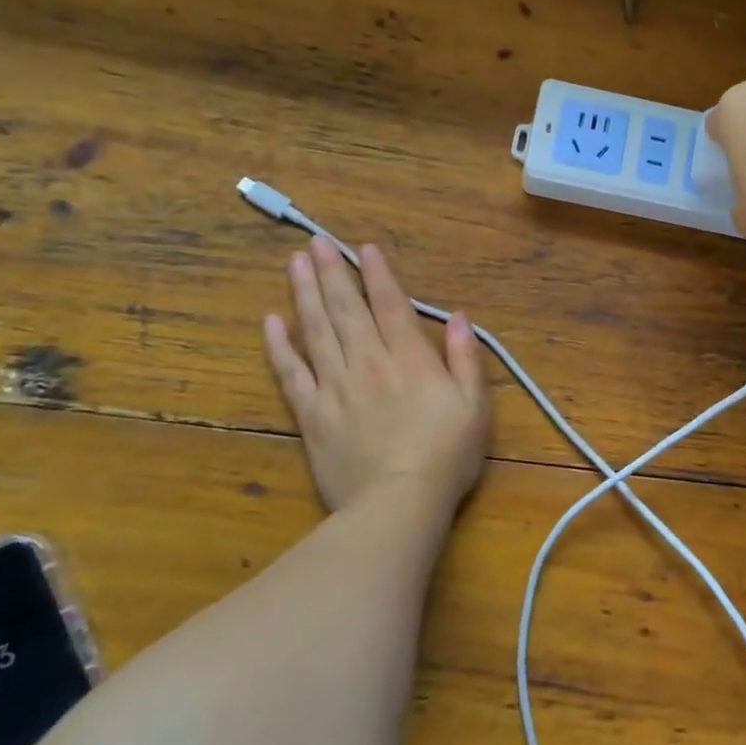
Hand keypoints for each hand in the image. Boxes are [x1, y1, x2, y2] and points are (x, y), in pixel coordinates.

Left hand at [263, 237, 490, 517]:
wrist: (398, 504)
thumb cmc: (446, 455)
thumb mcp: (474, 405)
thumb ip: (465, 357)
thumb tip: (458, 317)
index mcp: (409, 358)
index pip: (390, 305)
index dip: (377, 274)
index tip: (363, 248)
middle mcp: (368, 362)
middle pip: (346, 309)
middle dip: (332, 272)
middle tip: (316, 241)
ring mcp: (335, 387)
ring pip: (315, 331)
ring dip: (304, 294)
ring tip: (294, 263)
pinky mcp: (312, 415)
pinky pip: (291, 373)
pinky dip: (279, 346)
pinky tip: (271, 322)